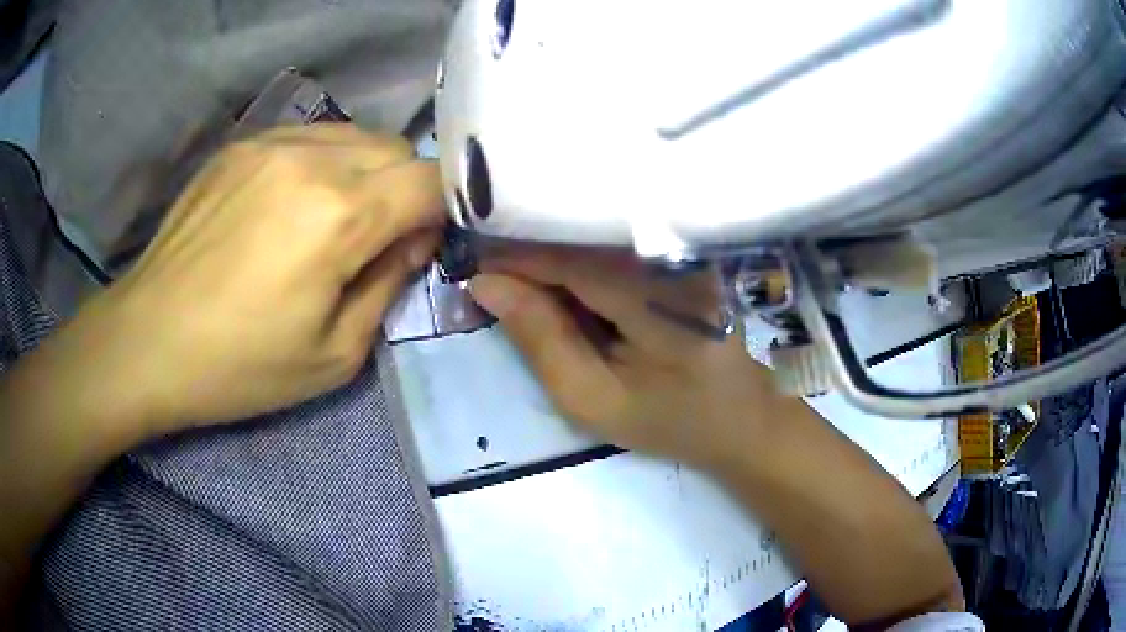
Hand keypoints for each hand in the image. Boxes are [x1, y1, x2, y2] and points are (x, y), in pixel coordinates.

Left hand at [59, 124, 443, 435]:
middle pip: (397, 148)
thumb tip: (411, 241)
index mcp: (339, 217)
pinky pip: (308, 138)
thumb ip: (389, 286)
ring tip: (330, 220)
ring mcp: (270, 143)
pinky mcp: (241, 145)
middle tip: (375, 238)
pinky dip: (322, 164)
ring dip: (364, 172)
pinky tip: (289, 205)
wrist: (149, 340)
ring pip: (355, 135)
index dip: (441, 211)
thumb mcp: (335, 355)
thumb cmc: (239, 366)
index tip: (419, 244)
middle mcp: (311, 159)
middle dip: (404, 190)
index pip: (430, 181)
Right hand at [469, 247, 780, 465]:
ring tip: (521, 279)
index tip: (472, 265)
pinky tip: (565, 281)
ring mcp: (685, 248)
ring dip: (554, 253)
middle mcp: (675, 254)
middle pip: (582, 235)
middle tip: (492, 275)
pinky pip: (619, 243)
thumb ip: (540, 339)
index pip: (567, 256)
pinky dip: (582, 258)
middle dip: (530, 251)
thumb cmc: (670, 419)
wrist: (741, 417)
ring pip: (598, 235)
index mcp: (658, 296)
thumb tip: (486, 285)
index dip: (513, 255)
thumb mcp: (593, 399)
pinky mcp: (685, 251)